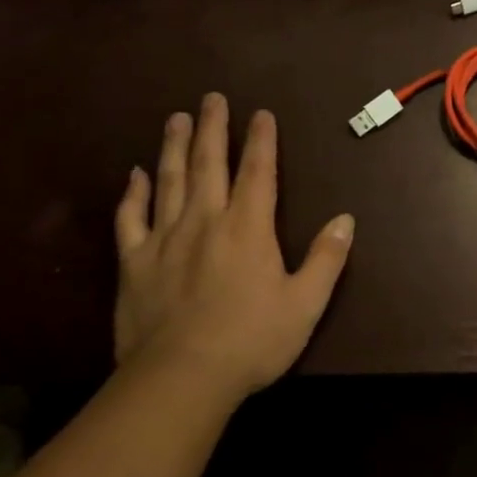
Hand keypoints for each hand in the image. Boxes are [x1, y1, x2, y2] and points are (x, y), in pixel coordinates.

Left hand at [113, 93, 353, 402]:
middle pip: (208, 164)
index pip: (258, 172)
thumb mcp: (305, 304)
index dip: (261, 141)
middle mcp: (205, 221)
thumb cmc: (252, 340)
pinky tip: (135, 175)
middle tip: (211, 98)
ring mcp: (164, 239)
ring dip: (173, 147)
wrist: (181, 378)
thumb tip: (345, 219)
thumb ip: (326, 258)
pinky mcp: (134, 263)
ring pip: (168, 181)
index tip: (260, 114)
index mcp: (248, 229)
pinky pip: (131, 218)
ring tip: (176, 118)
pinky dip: (133, 193)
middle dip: (212, 128)